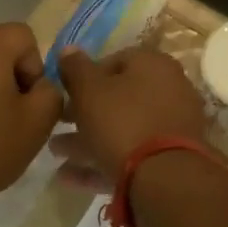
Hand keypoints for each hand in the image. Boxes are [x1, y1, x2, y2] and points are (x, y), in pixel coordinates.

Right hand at [54, 48, 207, 190]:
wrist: (164, 177)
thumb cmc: (122, 122)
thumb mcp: (89, 91)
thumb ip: (75, 68)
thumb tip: (68, 49)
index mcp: (153, 65)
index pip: (114, 60)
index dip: (85, 76)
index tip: (65, 94)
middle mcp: (169, 90)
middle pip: (119, 98)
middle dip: (84, 113)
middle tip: (57, 124)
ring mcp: (172, 127)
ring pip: (123, 129)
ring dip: (87, 140)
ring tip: (55, 152)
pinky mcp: (169, 159)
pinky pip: (131, 155)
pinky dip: (102, 162)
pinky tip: (69, 177)